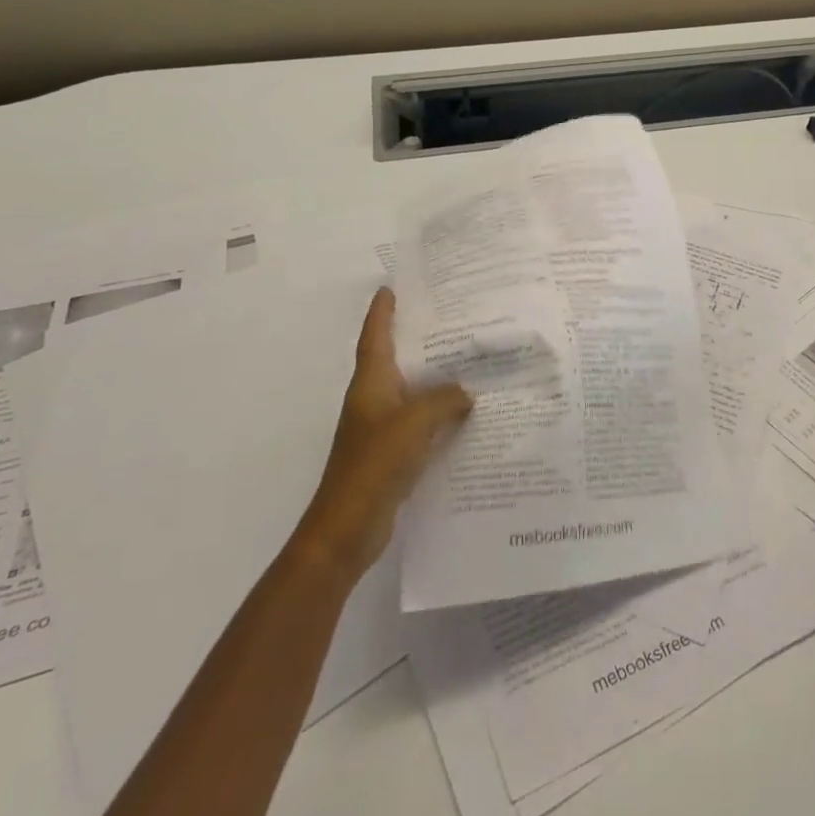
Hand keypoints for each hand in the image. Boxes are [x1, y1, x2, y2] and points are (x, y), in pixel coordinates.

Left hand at [295, 288, 472, 580]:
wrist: (347, 527)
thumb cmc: (374, 463)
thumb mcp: (414, 422)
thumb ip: (444, 400)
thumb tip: (466, 391)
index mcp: (371, 383)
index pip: (375, 337)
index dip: (382, 312)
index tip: (391, 287)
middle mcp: (373, 399)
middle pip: (394, 359)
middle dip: (415, 338)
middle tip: (448, 317)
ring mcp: (380, 428)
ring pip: (409, 391)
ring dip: (431, 377)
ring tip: (465, 360)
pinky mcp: (391, 454)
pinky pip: (418, 421)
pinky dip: (437, 412)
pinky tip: (463, 413)